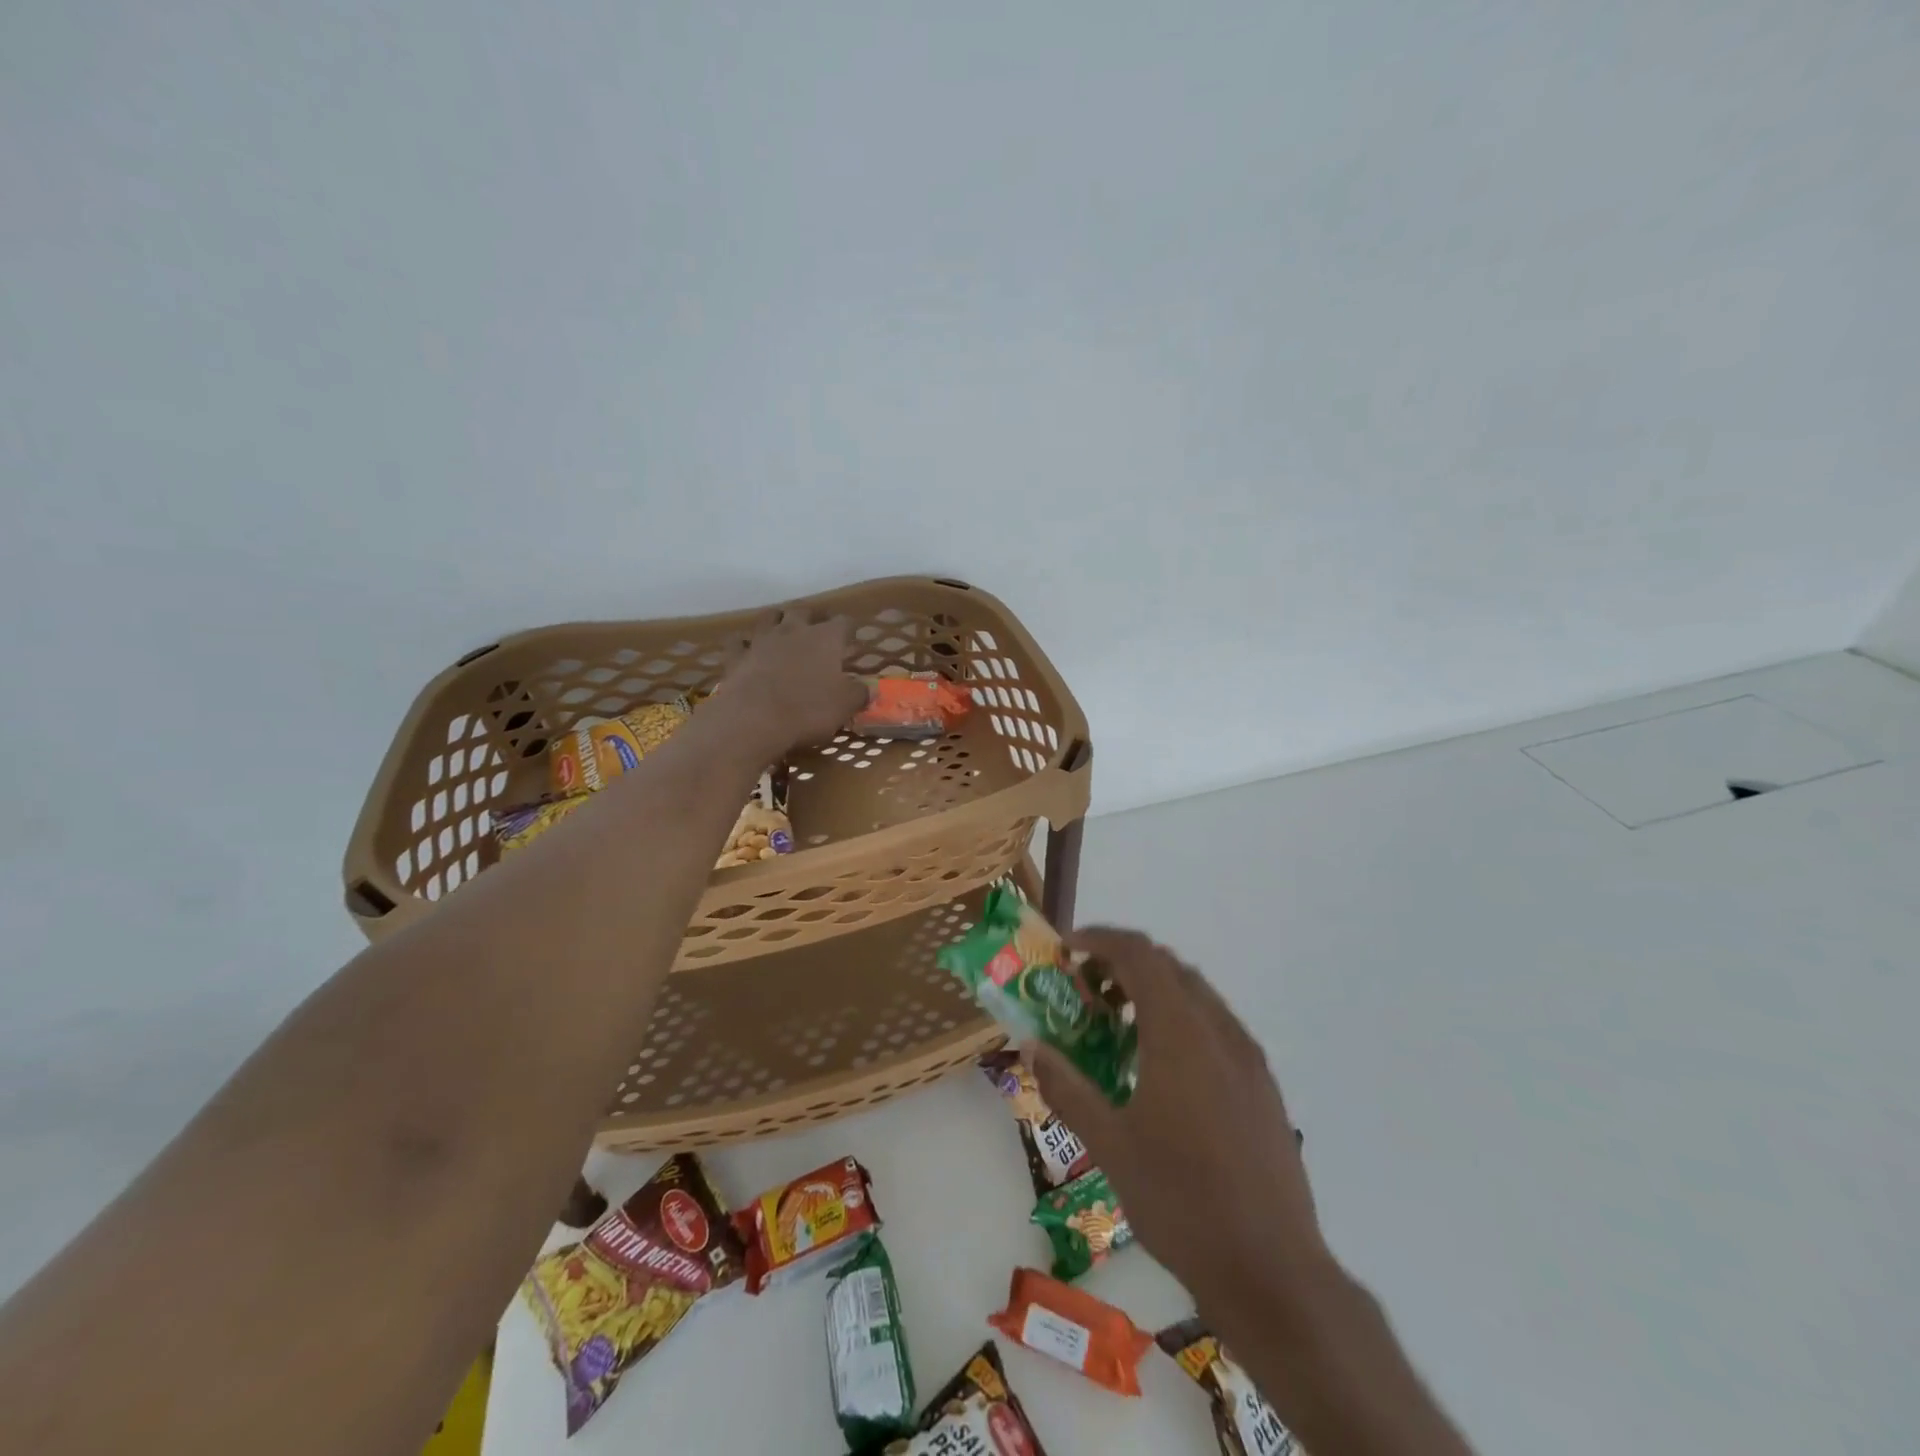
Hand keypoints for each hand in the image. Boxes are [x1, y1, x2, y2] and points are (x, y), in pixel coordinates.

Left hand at [716, 610, 868, 755]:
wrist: (754, 719)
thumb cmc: (808, 710)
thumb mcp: (844, 706)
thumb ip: (859, 694)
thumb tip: (871, 689)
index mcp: (825, 638)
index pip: (843, 623)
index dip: (848, 629)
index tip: (851, 638)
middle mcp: (794, 630)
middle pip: (803, 611)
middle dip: (812, 617)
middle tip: (818, 628)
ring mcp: (762, 641)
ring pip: (770, 617)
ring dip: (778, 620)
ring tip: (783, 628)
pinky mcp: (737, 657)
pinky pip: (739, 642)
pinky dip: (744, 643)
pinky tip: (747, 649)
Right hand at [1028, 928, 1330, 1318]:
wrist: (1272, 1270)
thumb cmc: (1181, 1201)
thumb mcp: (1109, 1144)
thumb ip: (1068, 1087)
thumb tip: (1032, 1047)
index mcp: (1180, 1032)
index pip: (1139, 954)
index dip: (1100, 940)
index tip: (1067, 949)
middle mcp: (1219, 1030)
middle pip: (1169, 966)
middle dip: (1123, 963)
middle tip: (1086, 989)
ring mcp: (1248, 1057)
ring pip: (1196, 994)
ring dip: (1154, 991)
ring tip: (1118, 1026)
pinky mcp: (1264, 1086)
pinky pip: (1216, 1026)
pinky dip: (1181, 1019)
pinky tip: (1162, 1068)